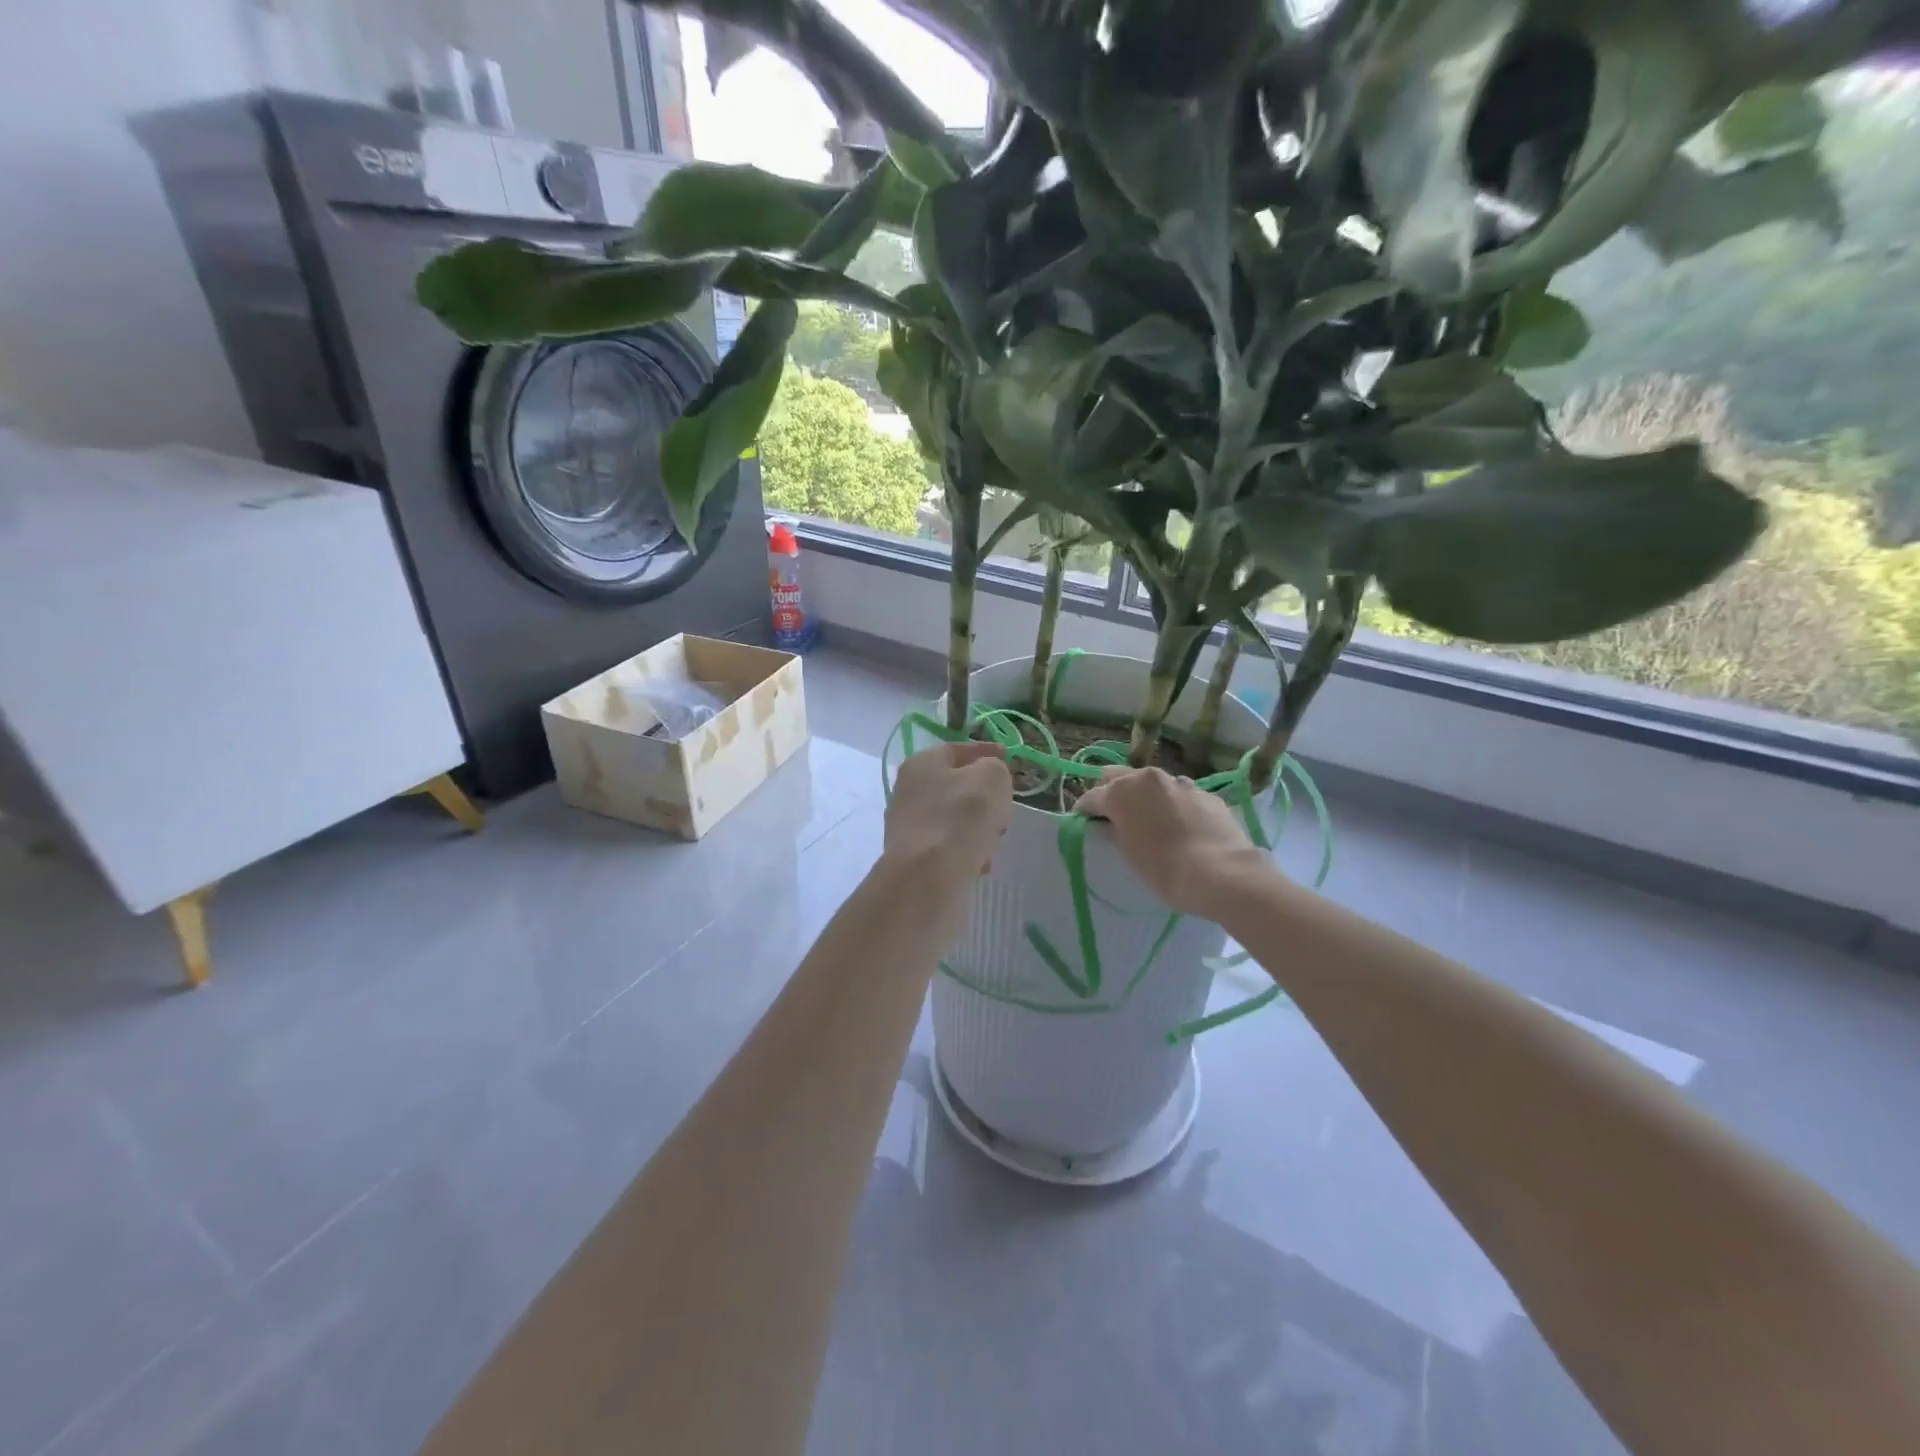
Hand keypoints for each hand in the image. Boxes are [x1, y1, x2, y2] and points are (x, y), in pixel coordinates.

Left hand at [882, 741, 1012, 898]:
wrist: (929, 878)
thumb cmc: (962, 817)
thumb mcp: (992, 778)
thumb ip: (995, 769)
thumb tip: (989, 777)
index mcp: (921, 763)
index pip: (957, 749)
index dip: (986, 752)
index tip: (1008, 758)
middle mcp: (908, 791)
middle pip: (956, 786)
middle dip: (984, 796)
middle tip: (1004, 805)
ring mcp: (908, 826)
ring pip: (954, 818)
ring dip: (977, 826)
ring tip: (994, 839)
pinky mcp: (913, 858)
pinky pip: (948, 847)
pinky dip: (966, 851)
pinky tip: (980, 863)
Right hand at [1075, 768, 1273, 919]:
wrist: (1222, 874)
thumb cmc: (1164, 868)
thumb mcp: (1127, 853)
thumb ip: (1116, 830)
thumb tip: (1114, 823)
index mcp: (1121, 791)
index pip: (1091, 797)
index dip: (1084, 812)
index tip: (1083, 825)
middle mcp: (1149, 778)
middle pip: (1119, 777)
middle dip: (1112, 792)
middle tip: (1114, 816)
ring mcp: (1181, 783)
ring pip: (1154, 784)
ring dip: (1147, 797)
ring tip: (1153, 822)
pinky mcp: (1207, 794)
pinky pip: (1181, 796)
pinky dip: (1175, 806)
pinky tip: (1183, 828)